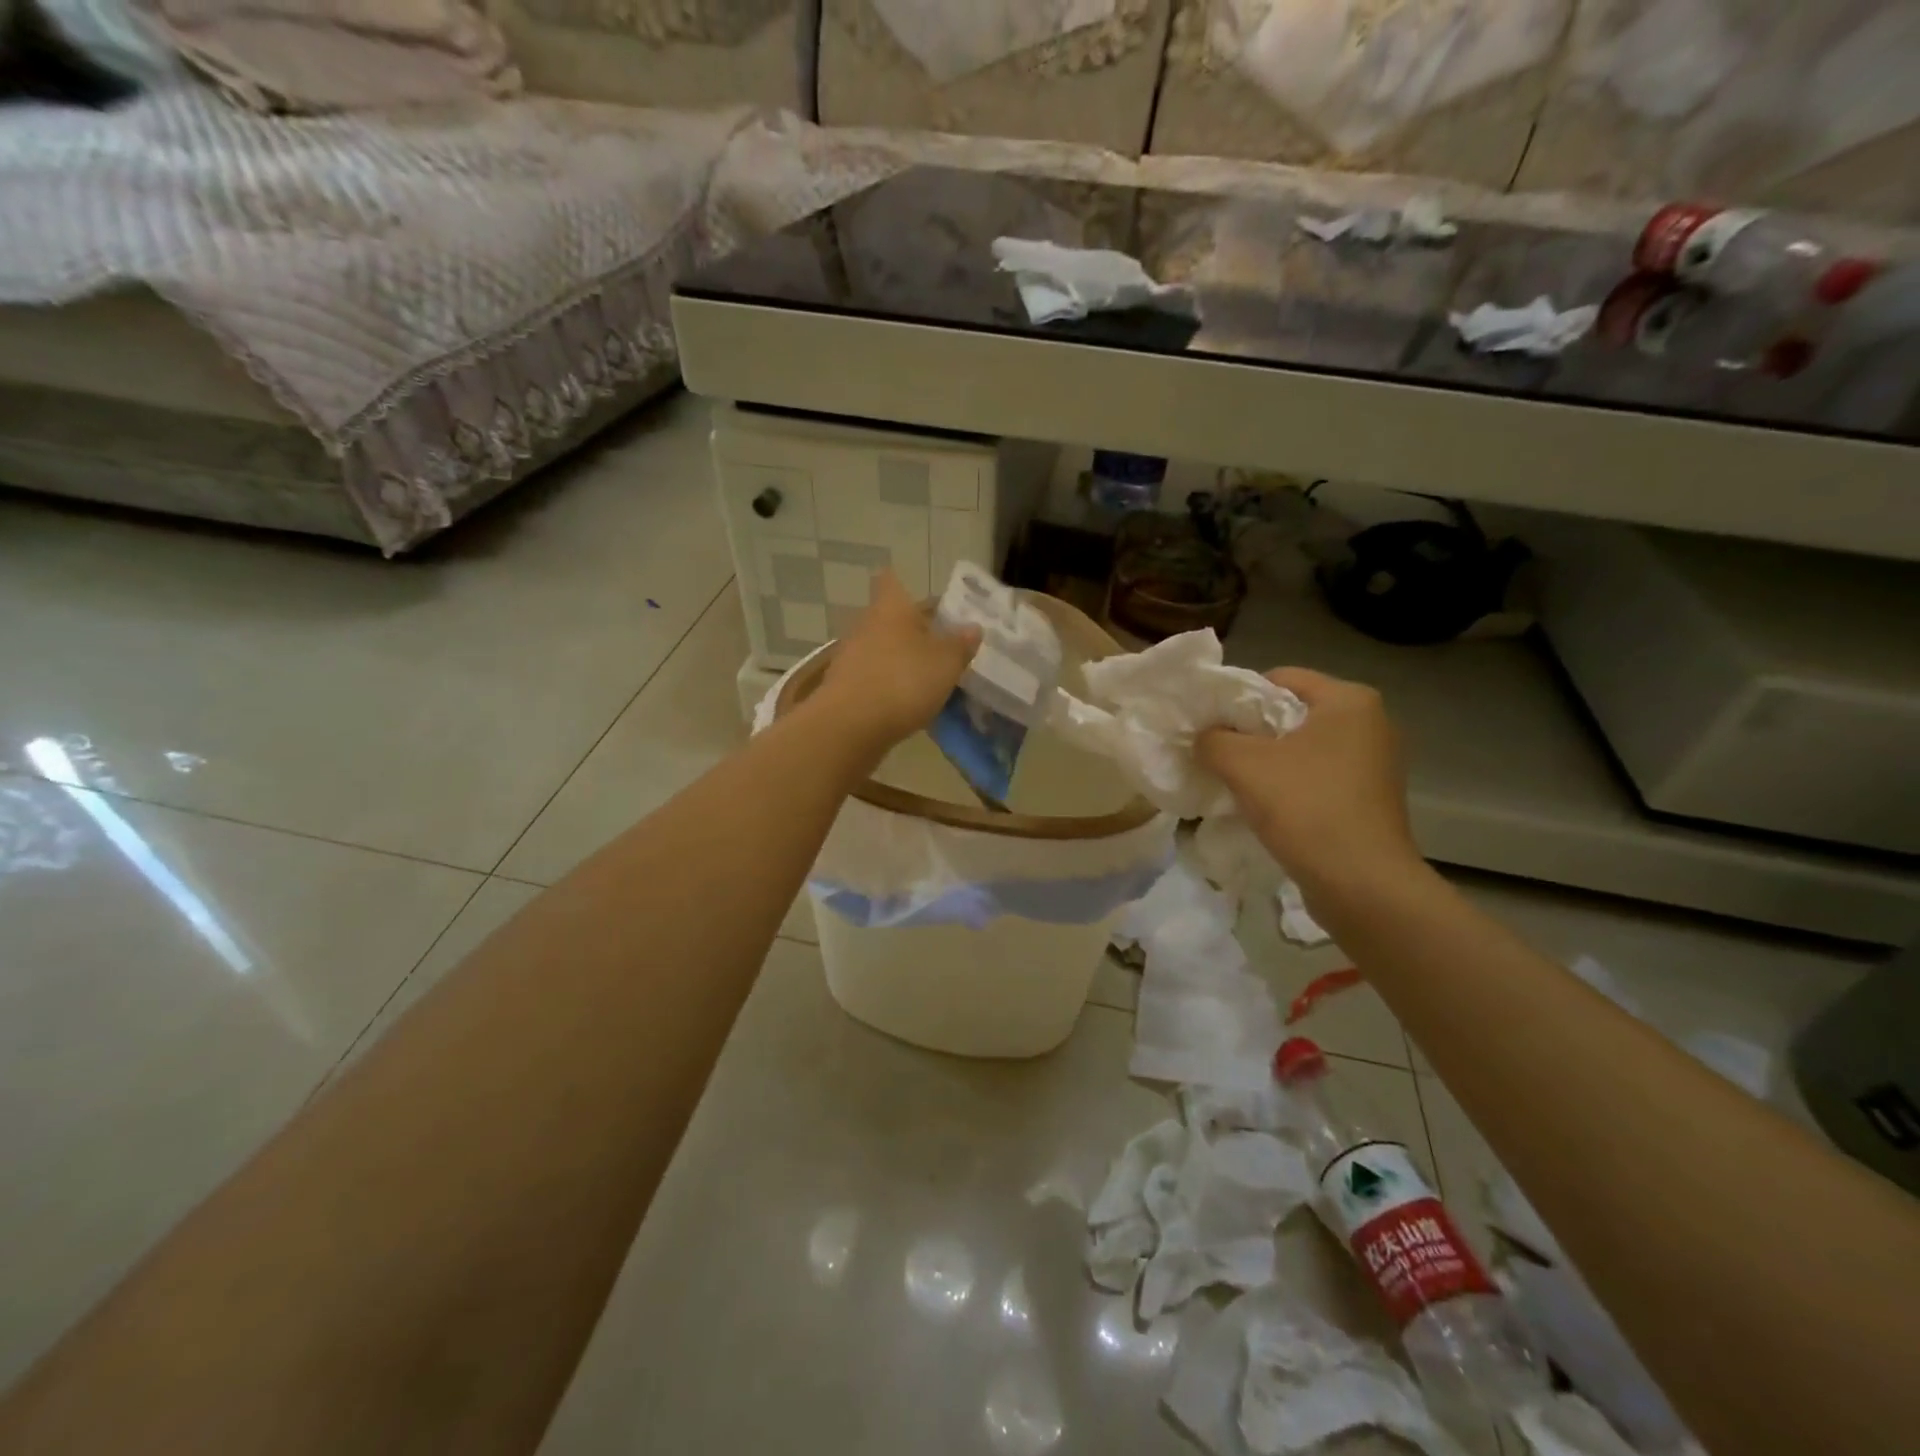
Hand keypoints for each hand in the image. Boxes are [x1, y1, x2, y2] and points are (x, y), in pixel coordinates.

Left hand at [810, 571, 979, 758]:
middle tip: (940, 646)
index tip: (920, 599)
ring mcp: (850, 656)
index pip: (890, 580)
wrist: (850, 727)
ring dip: (899, 660)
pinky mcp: (843, 686)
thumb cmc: (903, 681)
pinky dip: (887, 685)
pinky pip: (871, 677)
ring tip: (927, 679)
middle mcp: (865, 624)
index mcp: (890, 607)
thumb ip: (961, 644)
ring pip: (879, 649)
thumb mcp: (946, 663)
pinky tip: (905, 703)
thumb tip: (973, 627)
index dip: (903, 584)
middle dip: (911, 630)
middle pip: (888, 618)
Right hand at [1196, 668, 1420, 894]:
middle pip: (1290, 713)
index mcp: (1349, 700)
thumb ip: (1212, 739)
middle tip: (1216, 753)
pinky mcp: (1370, 798)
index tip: (1209, 724)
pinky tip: (1264, 806)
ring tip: (1234, 781)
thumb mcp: (1243, 765)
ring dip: (1266, 761)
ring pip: (1301, 748)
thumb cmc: (1306, 808)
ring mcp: (1374, 763)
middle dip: (1250, 732)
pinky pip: (1316, 776)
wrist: (1363, 885)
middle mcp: (1370, 723)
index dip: (1237, 697)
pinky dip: (1288, 784)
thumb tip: (1203, 737)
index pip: (1279, 678)